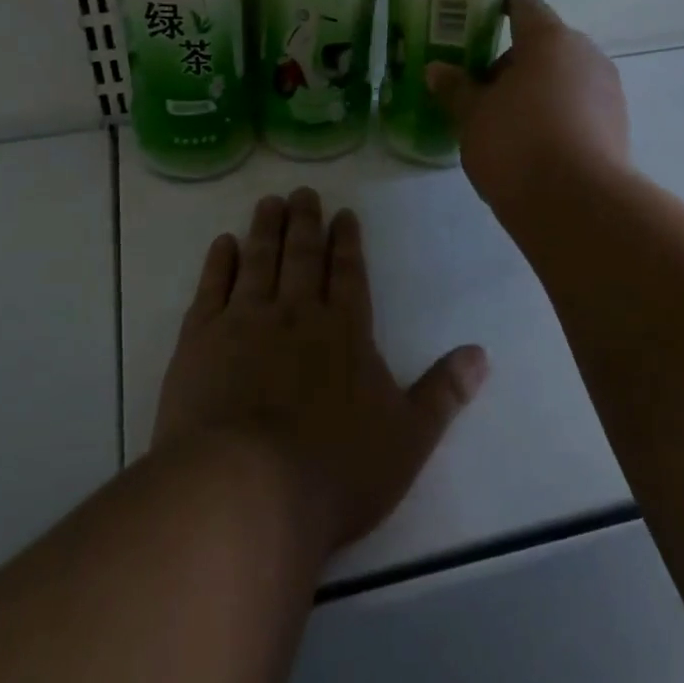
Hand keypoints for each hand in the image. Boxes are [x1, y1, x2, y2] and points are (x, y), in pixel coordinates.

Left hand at [153, 188, 488, 551]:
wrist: (246, 490)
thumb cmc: (335, 471)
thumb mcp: (407, 439)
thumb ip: (443, 393)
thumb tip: (482, 353)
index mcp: (345, 331)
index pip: (349, 273)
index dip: (347, 242)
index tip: (343, 214)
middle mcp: (296, 313)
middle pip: (303, 256)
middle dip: (305, 222)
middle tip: (303, 192)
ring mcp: (245, 321)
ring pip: (259, 261)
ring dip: (266, 229)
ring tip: (269, 201)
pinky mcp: (201, 339)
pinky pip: (213, 288)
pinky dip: (219, 262)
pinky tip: (223, 244)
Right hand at [426, 0, 629, 216]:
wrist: (577, 205)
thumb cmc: (516, 144)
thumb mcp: (472, 116)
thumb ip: (455, 88)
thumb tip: (437, 70)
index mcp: (550, 39)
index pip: (523, 5)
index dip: (498, 8)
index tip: (474, 20)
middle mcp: (586, 55)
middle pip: (544, 45)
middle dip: (511, 62)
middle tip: (478, 87)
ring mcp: (608, 91)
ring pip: (562, 78)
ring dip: (533, 90)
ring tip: (501, 122)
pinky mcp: (617, 127)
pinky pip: (577, 107)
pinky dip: (553, 115)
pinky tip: (530, 145)